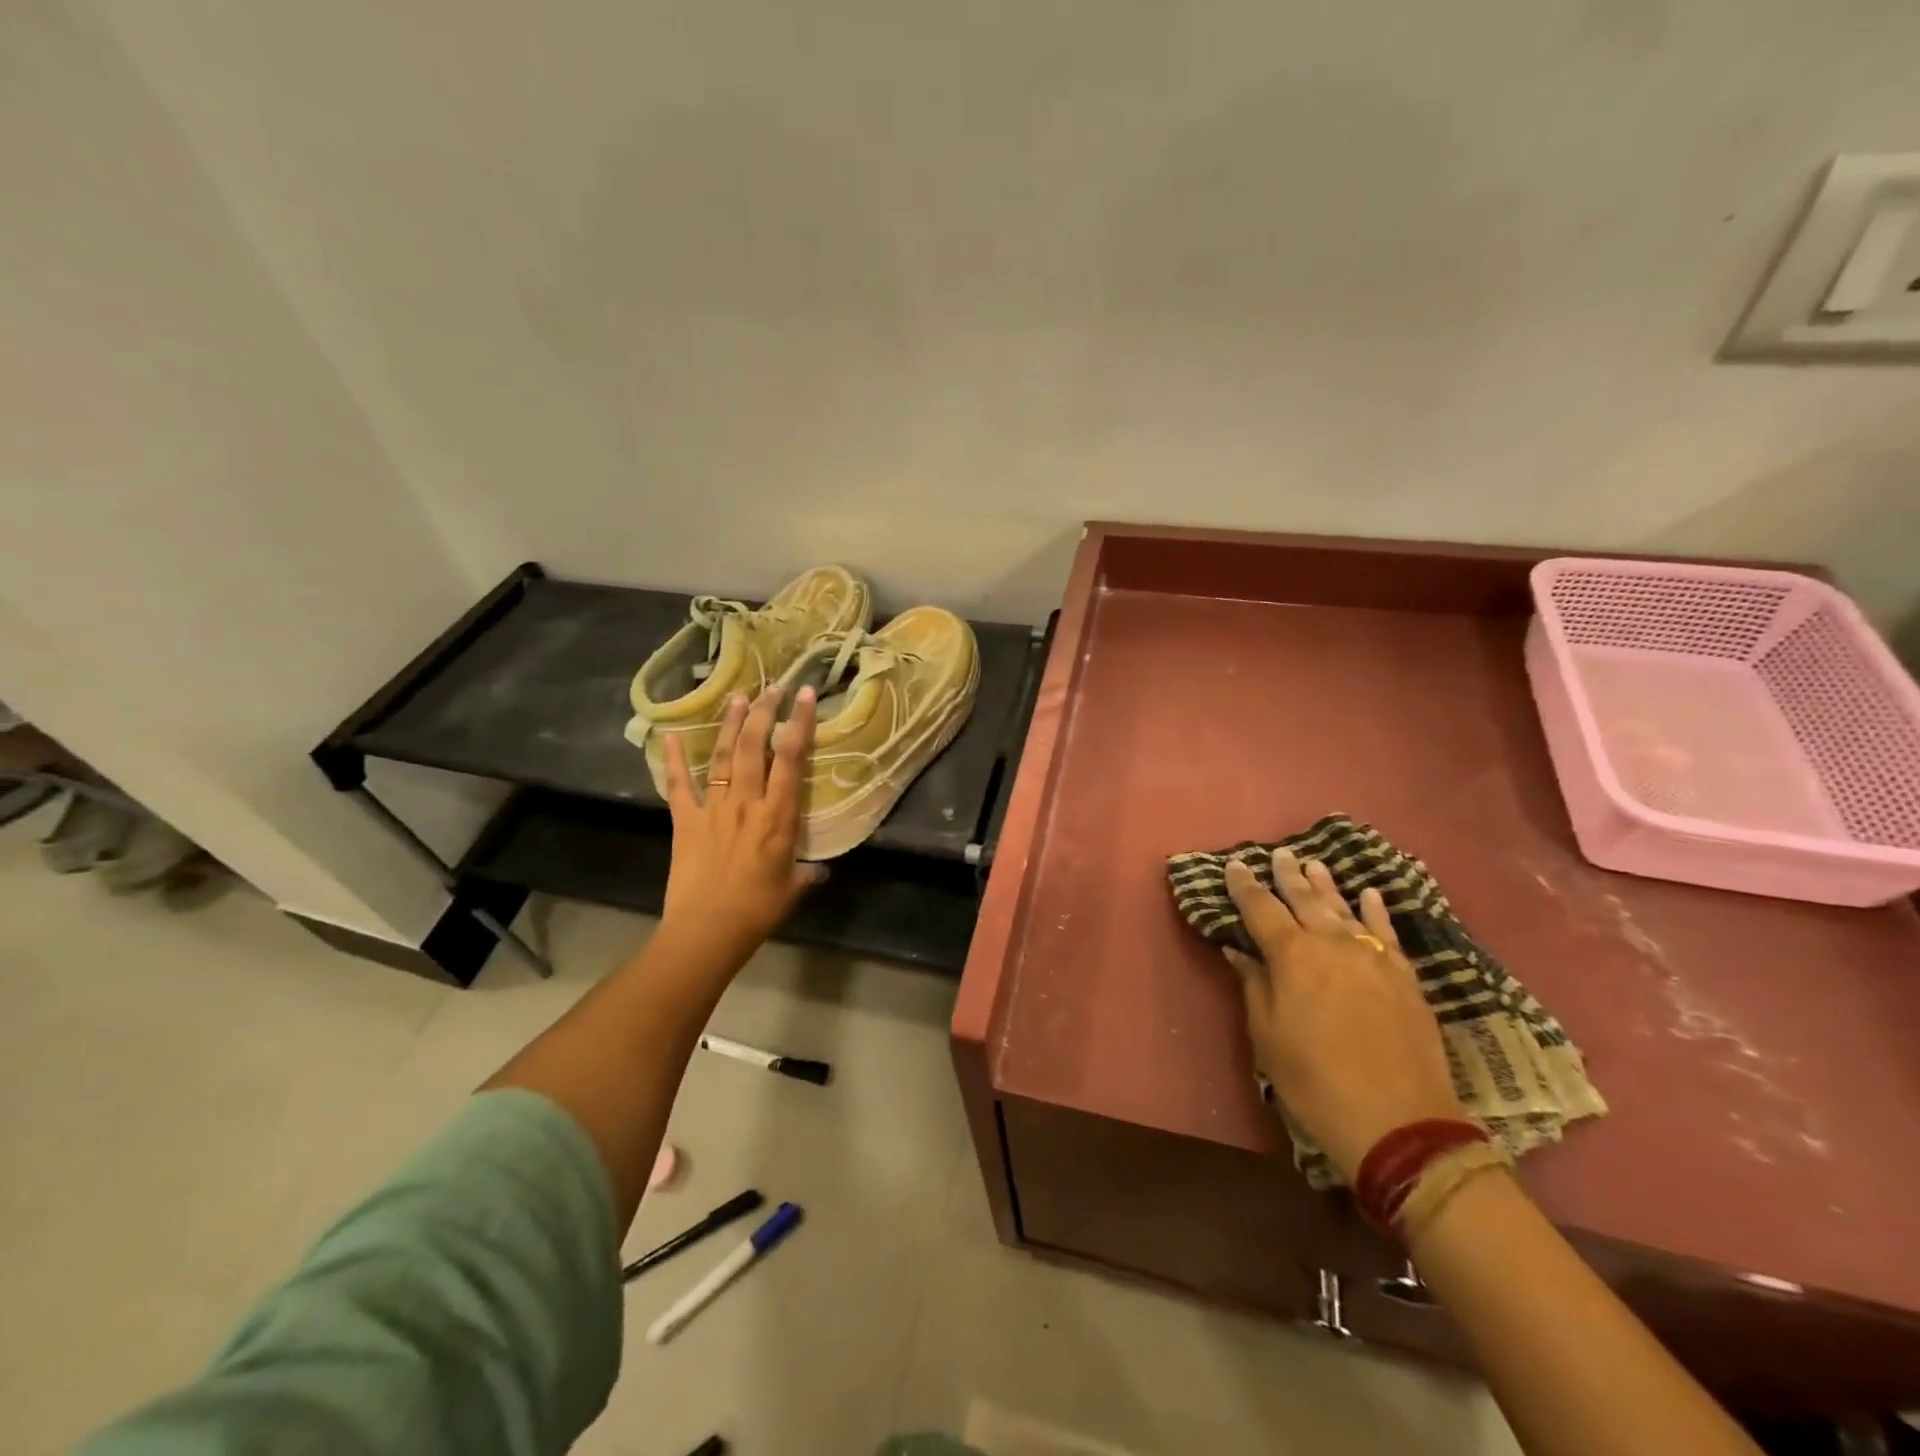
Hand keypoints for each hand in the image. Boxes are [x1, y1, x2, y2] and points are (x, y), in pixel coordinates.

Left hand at [659, 685, 824, 965]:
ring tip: (738, 697)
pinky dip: (672, 760)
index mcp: (778, 815)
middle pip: (754, 746)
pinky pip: (678, 785)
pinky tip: (669, 735)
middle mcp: (746, 802)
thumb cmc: (758, 909)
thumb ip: (807, 873)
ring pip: (722, 756)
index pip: (790, 759)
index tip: (804, 696)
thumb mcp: (793, 888)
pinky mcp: (685, 821)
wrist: (708, 929)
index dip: (798, 723)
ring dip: (730, 725)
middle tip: (771, 687)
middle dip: (764, 712)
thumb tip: (820, 870)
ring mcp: (713, 808)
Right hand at [1224, 849, 1461, 1179]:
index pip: (1261, 908)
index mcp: (1292, 955)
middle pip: (1305, 899)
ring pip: (1344, 908)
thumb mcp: (1268, 1036)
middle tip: (1278, 854)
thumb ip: (1254, 985)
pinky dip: (1375, 910)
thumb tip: (1239, 950)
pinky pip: (1387, 931)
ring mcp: (1374, 957)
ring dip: (1326, 884)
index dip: (1244, 885)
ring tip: (1313, 863)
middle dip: (1287, 875)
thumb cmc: (1314, 1080)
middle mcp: (1332, 943)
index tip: (1234, 865)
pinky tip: (1368, 894)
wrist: (1399, 1123)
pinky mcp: (1405, 976)